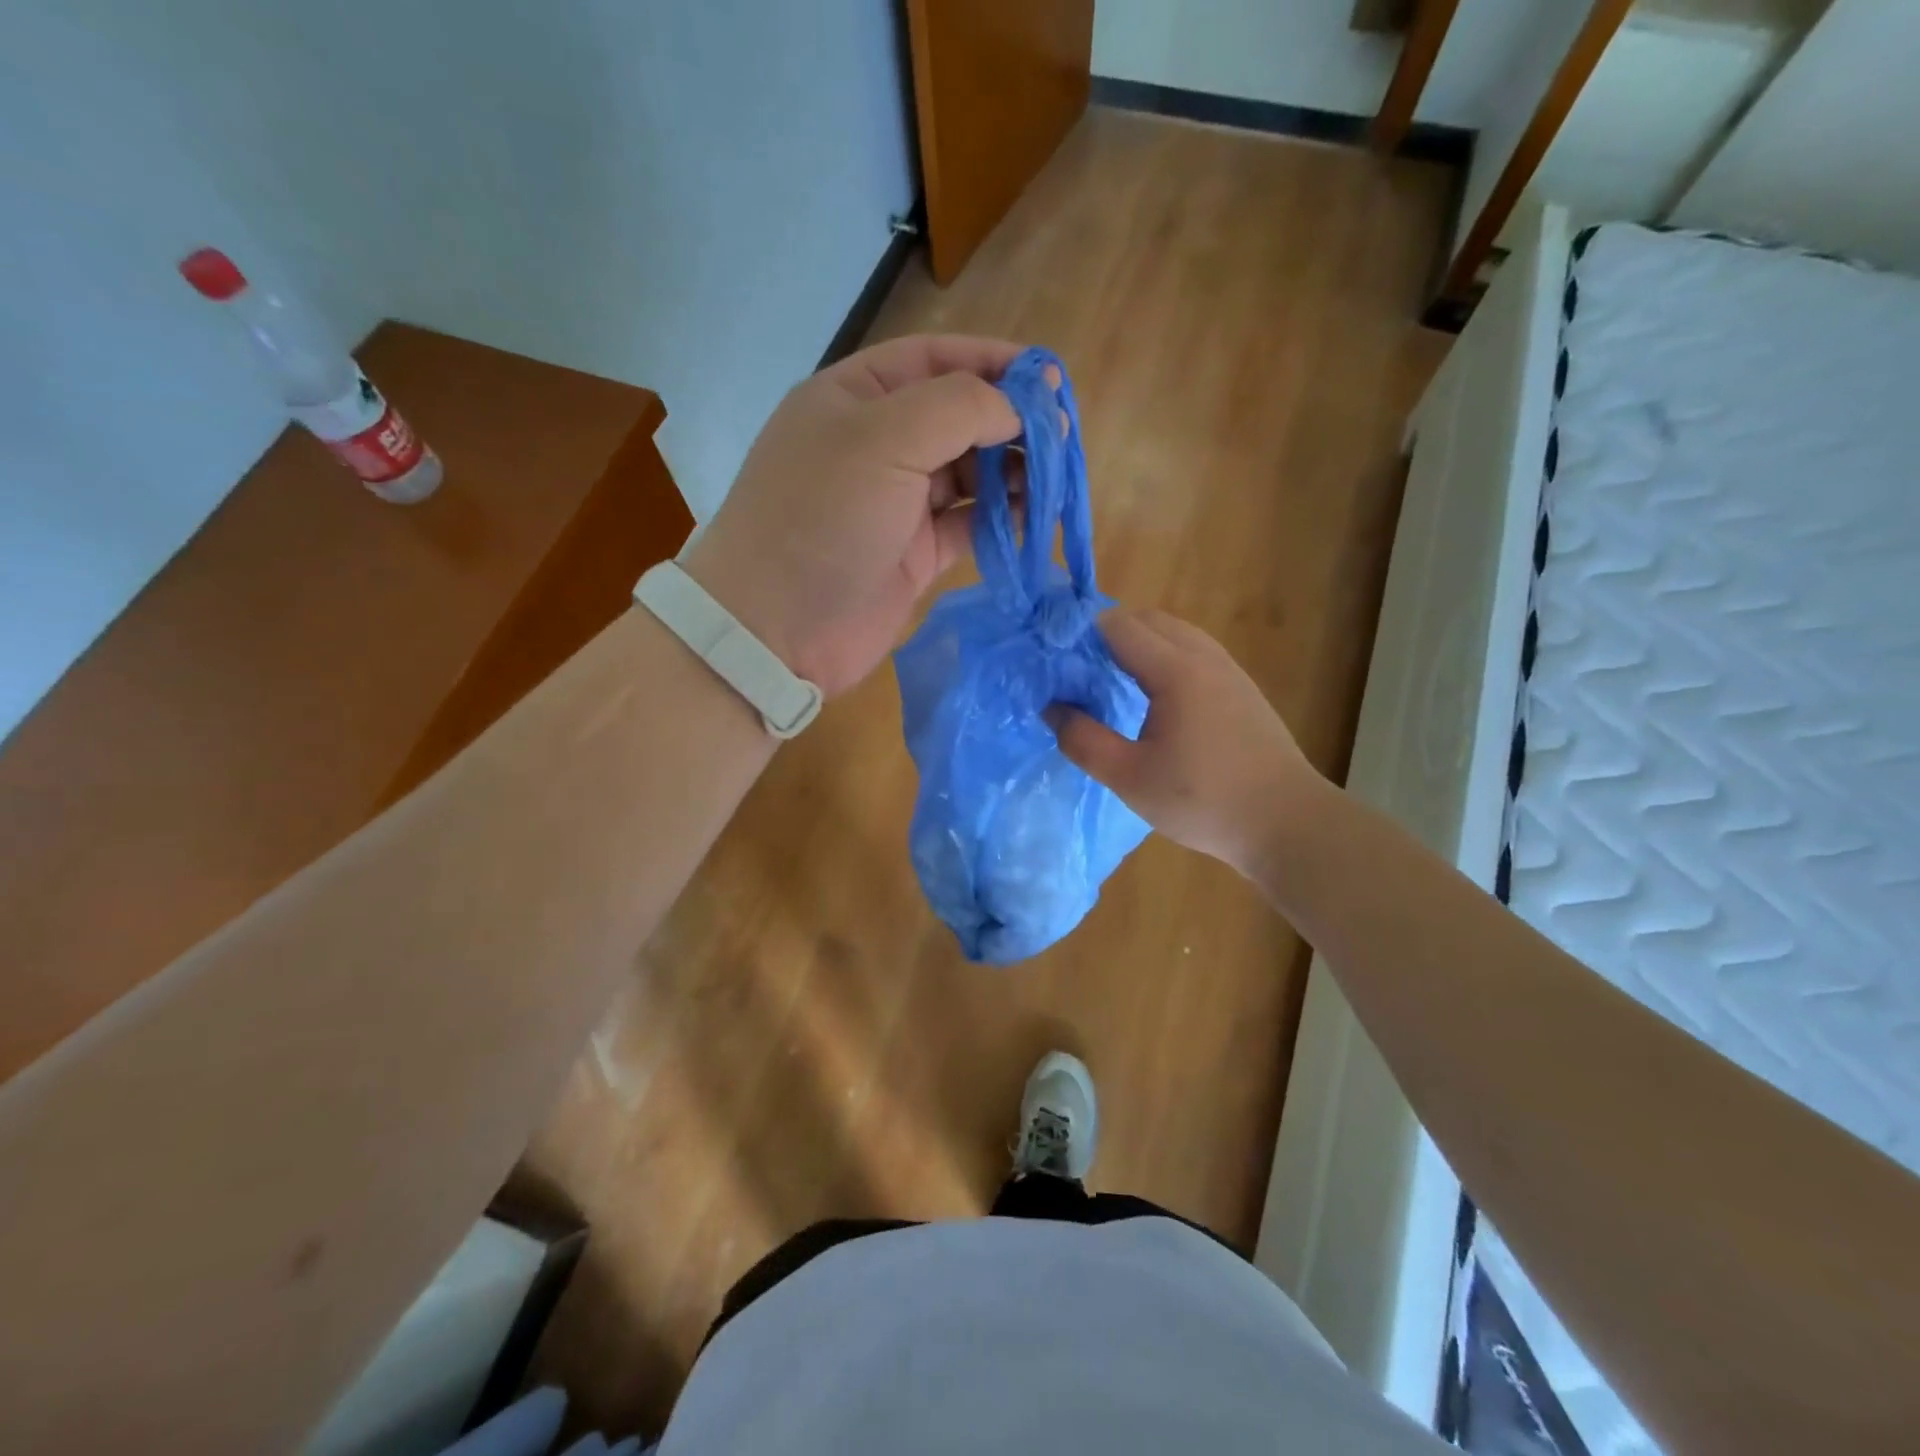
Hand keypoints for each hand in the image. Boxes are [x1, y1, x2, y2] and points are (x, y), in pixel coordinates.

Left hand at [680, 335, 1023, 697]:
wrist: (775, 629)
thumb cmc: (822, 519)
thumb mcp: (883, 440)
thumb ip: (958, 408)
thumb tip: (1017, 409)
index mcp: (856, 398)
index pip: (934, 360)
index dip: (993, 362)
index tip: (1049, 377)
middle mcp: (877, 444)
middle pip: (958, 418)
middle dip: (1010, 422)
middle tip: (1062, 438)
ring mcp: (896, 503)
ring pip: (968, 473)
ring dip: (1011, 472)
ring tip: (1054, 480)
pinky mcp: (914, 554)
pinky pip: (968, 524)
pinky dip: (1000, 519)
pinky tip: (1031, 517)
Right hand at [1054, 610, 1325, 876]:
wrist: (1287, 823)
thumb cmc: (1204, 801)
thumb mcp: (1130, 778)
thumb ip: (1084, 740)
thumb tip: (1051, 708)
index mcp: (1177, 672)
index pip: (1119, 626)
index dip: (1081, 633)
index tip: (1054, 656)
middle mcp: (1205, 658)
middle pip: (1149, 620)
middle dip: (1108, 632)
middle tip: (1077, 668)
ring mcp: (1230, 671)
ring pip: (1176, 634)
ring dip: (1139, 643)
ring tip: (1110, 679)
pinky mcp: (1242, 689)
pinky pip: (1194, 653)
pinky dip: (1164, 656)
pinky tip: (1153, 697)